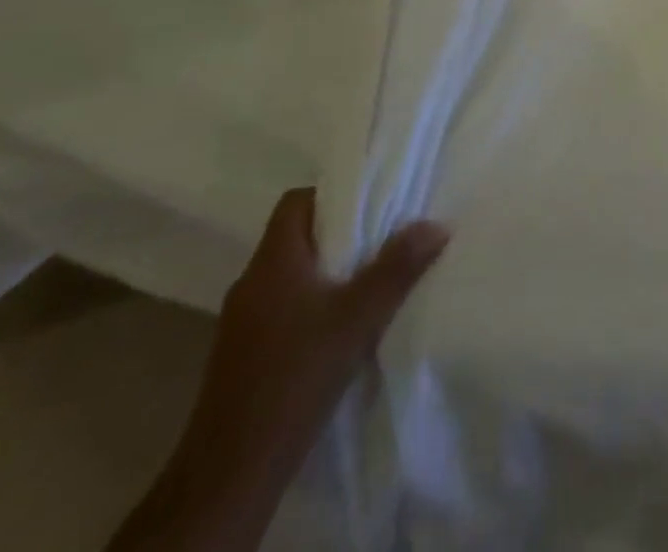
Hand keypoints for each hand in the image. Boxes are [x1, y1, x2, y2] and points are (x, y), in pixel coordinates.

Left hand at [109, 190, 447, 551]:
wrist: (230, 471)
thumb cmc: (295, 375)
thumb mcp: (359, 317)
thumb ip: (398, 267)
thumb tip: (437, 224)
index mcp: (273, 260)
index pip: (296, 201)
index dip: (331, 195)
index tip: (369, 205)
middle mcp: (251, 282)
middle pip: (295, 237)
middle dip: (337, 236)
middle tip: (379, 241)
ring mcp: (240, 322)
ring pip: (288, 277)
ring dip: (323, 275)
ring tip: (365, 285)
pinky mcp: (240, 357)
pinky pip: (279, 311)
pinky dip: (308, 308)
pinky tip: (335, 332)